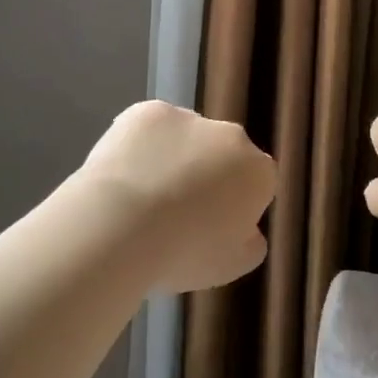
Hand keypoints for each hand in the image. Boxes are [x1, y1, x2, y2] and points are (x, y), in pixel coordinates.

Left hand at [79, 101, 276, 292]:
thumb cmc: (183, 253)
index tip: (211, 228)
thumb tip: (246, 228)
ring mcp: (188, 118)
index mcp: (258, 172)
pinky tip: (122, 176)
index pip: (256, 184)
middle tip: (177, 211)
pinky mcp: (147, 111)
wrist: (119, 226)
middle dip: (207, 176)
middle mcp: (231, 136)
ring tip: (142, 196)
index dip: (235, 207)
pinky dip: (140, 147)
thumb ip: (250, 242)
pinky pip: (150, 130)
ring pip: (186, 138)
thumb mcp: (233, 266)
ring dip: (174, 158)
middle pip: (223, 156)